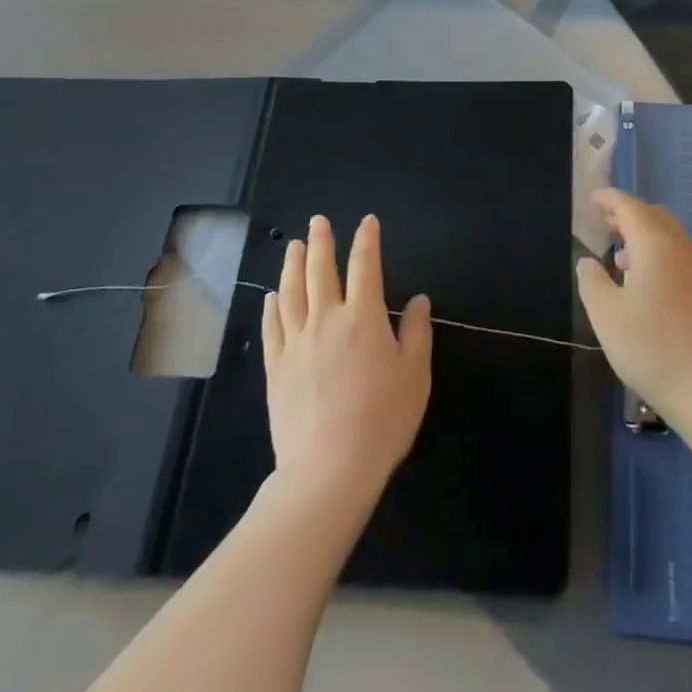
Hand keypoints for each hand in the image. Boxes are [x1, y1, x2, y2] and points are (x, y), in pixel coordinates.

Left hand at [262, 215, 431, 503]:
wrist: (328, 470)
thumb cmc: (382, 420)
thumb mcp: (415, 375)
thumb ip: (417, 332)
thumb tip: (419, 299)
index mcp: (364, 317)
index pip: (365, 266)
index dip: (366, 240)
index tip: (367, 222)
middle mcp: (326, 319)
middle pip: (320, 271)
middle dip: (320, 242)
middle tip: (318, 221)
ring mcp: (296, 343)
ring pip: (291, 292)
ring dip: (292, 265)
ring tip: (293, 245)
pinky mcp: (276, 368)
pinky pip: (272, 327)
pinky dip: (272, 306)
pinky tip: (272, 296)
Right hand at [575, 190, 691, 423]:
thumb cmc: (652, 348)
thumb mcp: (607, 316)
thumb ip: (592, 282)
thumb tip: (589, 261)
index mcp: (656, 245)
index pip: (630, 207)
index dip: (610, 199)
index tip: (593, 199)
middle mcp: (683, 248)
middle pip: (655, 217)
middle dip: (629, 215)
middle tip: (606, 223)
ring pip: (671, 237)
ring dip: (646, 237)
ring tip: (622, 258)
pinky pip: (683, 258)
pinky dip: (662, 256)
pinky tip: (649, 285)